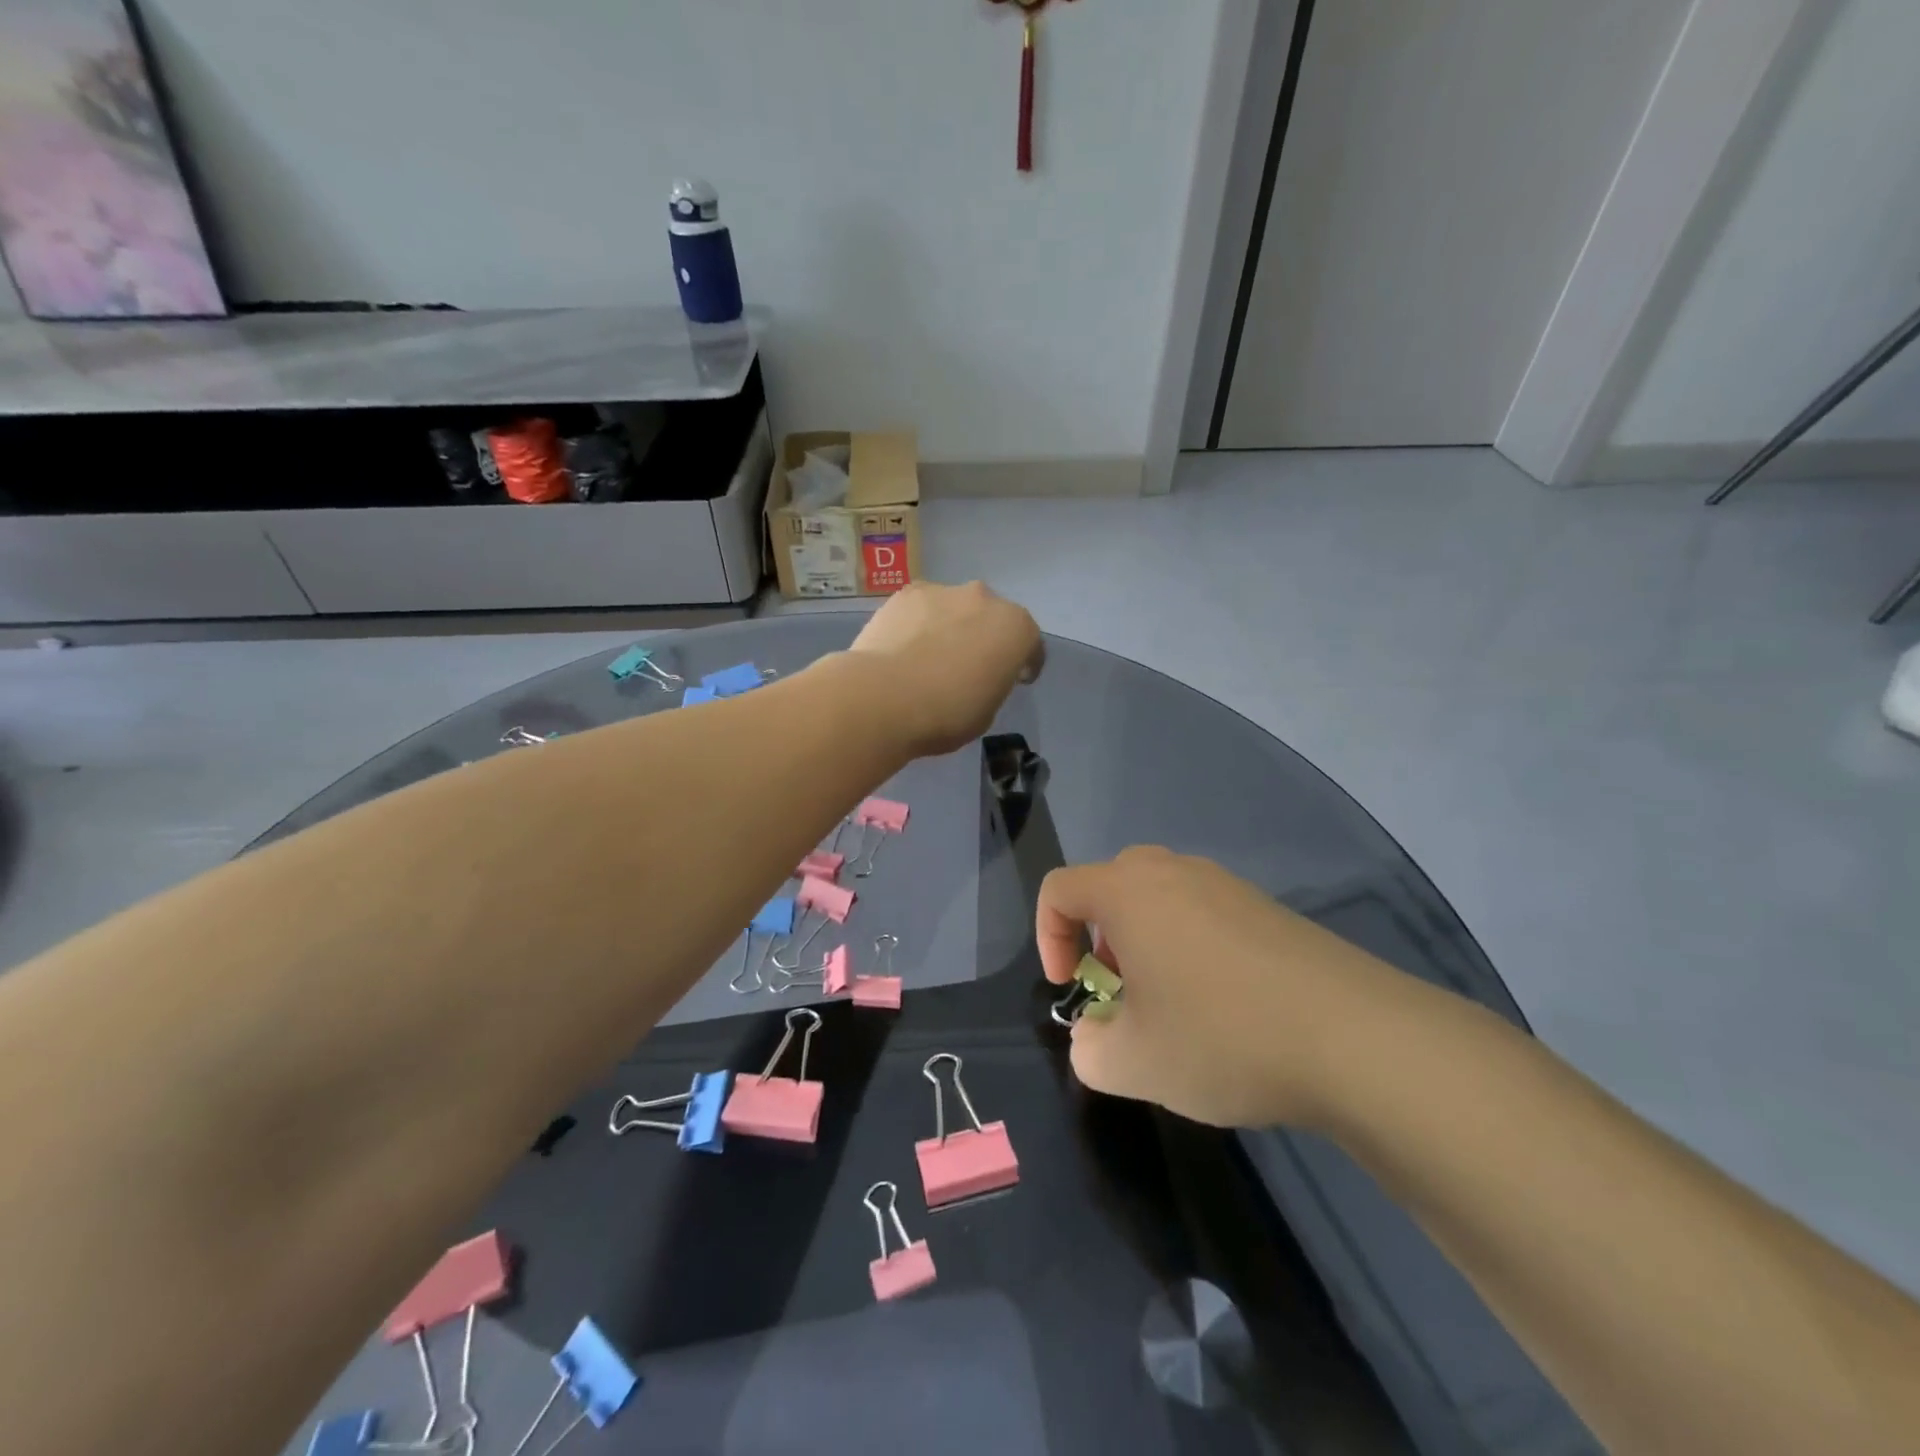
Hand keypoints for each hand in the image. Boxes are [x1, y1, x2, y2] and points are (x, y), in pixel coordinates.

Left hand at [847, 582, 1043, 756]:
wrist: (883, 697)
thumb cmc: (946, 713)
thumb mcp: (987, 711)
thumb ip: (992, 683)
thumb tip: (979, 675)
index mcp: (1016, 629)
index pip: (1030, 645)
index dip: (1024, 664)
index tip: (1014, 680)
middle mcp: (985, 599)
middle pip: (992, 617)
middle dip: (986, 637)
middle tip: (970, 666)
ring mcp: (943, 591)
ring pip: (955, 609)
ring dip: (951, 626)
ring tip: (930, 656)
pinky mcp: (905, 593)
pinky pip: (922, 609)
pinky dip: (919, 623)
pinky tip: (904, 648)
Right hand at [1037, 847, 1417, 1128]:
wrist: (1355, 1037)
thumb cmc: (1221, 1037)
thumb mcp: (1133, 1064)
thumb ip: (1089, 1050)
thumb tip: (1095, 1036)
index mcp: (1129, 893)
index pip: (1059, 888)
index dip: (1048, 937)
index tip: (1071, 988)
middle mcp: (1174, 873)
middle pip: (1111, 884)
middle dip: (1099, 936)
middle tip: (1121, 989)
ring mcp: (1227, 886)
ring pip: (1161, 897)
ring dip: (1146, 941)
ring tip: (1172, 1003)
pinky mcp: (1268, 908)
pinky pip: (1206, 912)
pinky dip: (1192, 946)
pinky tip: (1225, 1004)